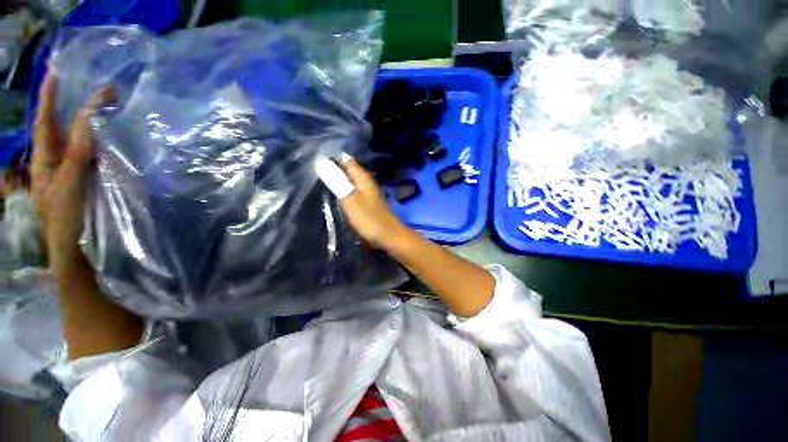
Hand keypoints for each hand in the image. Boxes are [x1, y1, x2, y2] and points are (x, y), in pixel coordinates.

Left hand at [31, 72, 112, 271]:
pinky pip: (102, 156)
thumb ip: (77, 152)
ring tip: (113, 107)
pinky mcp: (98, 180)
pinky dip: (110, 143)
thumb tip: (89, 117)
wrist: (79, 249)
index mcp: (45, 160)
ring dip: (99, 123)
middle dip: (82, 105)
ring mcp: (80, 170)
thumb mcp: (67, 186)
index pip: (45, 123)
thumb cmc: (66, 220)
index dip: (50, 98)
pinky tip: (120, 137)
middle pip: (69, 127)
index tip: (57, 72)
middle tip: (106, 90)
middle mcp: (61, 160)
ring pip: (88, 141)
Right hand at [317, 154, 406, 249]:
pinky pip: (352, 193)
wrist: (388, 238)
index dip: (332, 156)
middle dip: (333, 168)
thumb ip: (337, 182)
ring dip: (337, 180)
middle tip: (312, 169)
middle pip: (348, 170)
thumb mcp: (351, 200)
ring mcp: (368, 194)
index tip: (313, 157)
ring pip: (350, 182)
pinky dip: (343, 192)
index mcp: (363, 178)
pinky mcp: (367, 205)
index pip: (346, 160)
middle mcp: (366, 183)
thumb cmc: (369, 219)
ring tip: (318, 180)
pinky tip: (334, 196)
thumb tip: (321, 161)